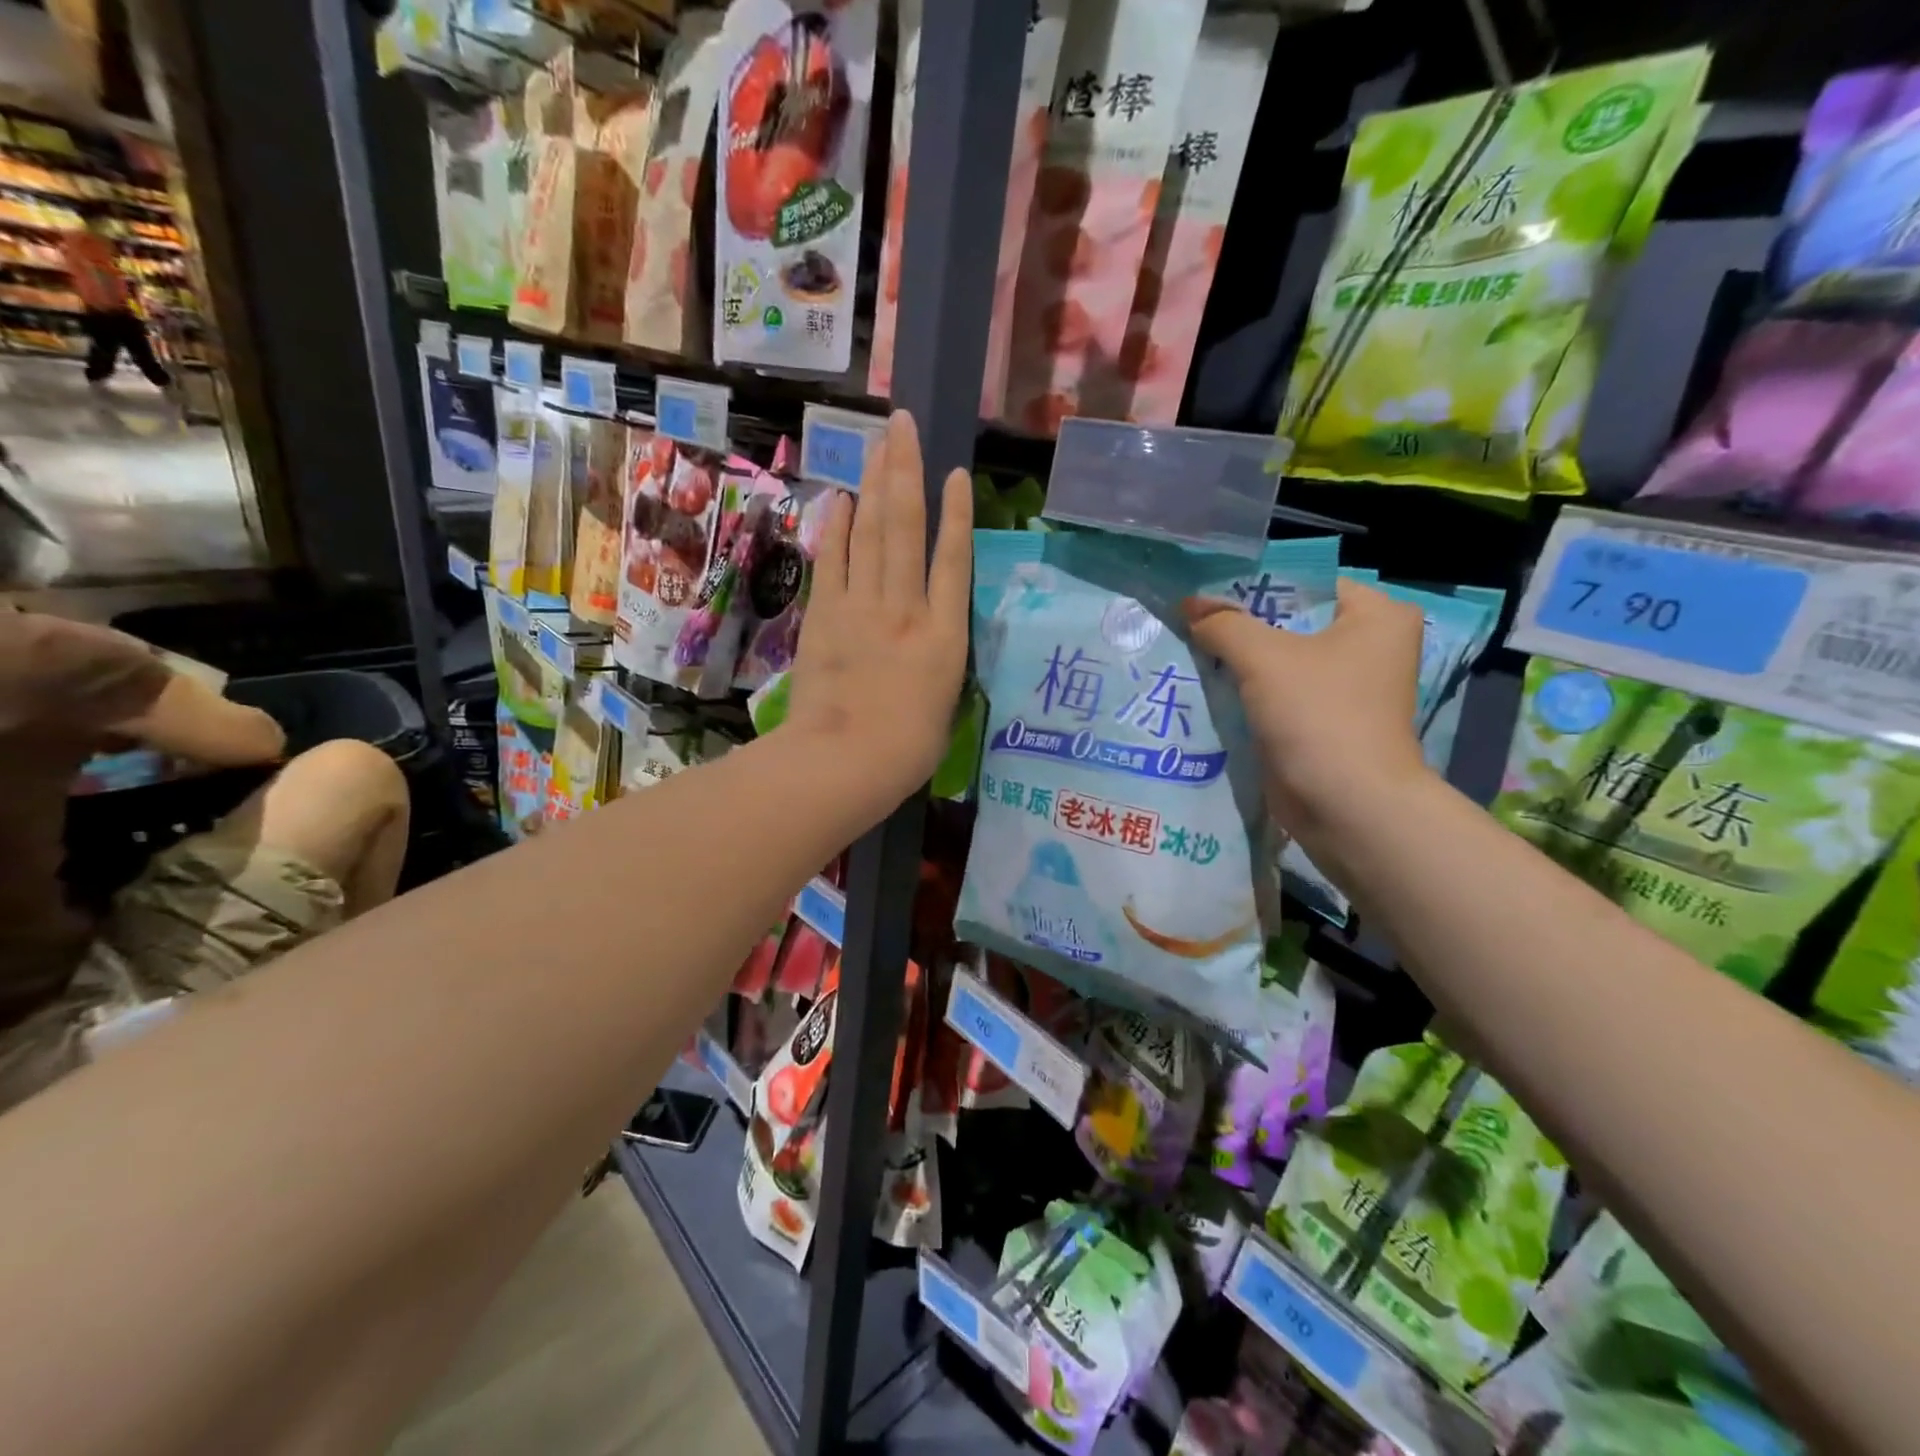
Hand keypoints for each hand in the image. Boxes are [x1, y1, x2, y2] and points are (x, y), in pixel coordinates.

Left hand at [784, 410, 970, 802]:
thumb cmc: (906, 750)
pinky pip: (833, 560)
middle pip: (906, 528)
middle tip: (903, 424)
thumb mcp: (944, 707)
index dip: (957, 514)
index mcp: (944, 636)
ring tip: (878, 442)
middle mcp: (905, 609)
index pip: (954, 561)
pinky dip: (837, 526)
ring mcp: (862, 608)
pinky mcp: (824, 616)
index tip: (956, 474)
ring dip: (874, 483)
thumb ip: (938, 663)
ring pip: (871, 533)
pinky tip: (842, 496)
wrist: (843, 762)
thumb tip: (930, 642)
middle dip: (906, 471)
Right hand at [1184, 579, 1429, 852]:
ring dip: (1240, 660)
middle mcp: (1369, 646)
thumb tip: (1188, 606)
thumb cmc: (1319, 715)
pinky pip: (1278, 693)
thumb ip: (1223, 624)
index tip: (1204, 592)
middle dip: (1241, 625)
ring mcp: (1347, 687)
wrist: (1347, 806)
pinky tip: (1207, 684)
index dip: (1252, 586)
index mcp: (1377, 615)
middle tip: (1190, 619)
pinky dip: (1248, 691)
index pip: (1304, 583)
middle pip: (1290, 622)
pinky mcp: (1325, 721)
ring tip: (1190, 647)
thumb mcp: (1263, 658)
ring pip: (1281, 660)